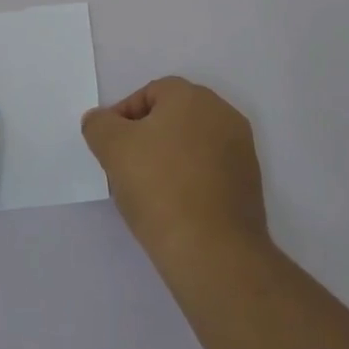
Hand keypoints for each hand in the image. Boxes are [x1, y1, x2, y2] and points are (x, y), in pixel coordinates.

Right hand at [81, 76, 267, 261]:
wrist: (215, 253)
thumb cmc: (160, 188)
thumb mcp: (113, 149)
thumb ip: (99, 125)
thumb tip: (100, 120)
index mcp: (192, 96)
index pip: (148, 94)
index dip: (123, 119)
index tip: (110, 149)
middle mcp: (222, 113)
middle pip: (172, 117)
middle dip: (146, 138)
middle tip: (126, 168)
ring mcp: (241, 149)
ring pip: (192, 145)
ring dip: (169, 160)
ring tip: (148, 193)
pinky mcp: (250, 184)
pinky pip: (210, 171)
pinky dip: (190, 181)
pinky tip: (175, 208)